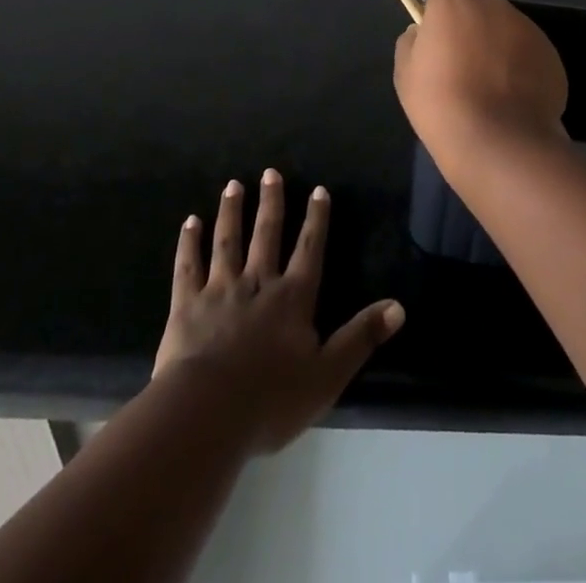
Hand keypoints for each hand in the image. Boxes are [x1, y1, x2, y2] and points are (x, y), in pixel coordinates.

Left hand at [154, 172, 403, 452]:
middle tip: (270, 172)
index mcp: (292, 298)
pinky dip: (189, 243)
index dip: (316, 220)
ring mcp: (220, 290)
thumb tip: (398, 307)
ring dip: (231, 212)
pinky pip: (189, 266)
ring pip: (228, 241)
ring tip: (232, 185)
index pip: (309, 249)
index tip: (318, 189)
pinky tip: (189, 222)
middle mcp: (258, 283)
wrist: (207, 413)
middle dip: (271, 203)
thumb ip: (361, 338)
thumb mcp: (328, 374)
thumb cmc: (272, 399)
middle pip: (266, 235)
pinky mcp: (187, 305)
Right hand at [392, 0, 568, 176]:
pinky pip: (530, 51)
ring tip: (493, 84)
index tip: (440, 32)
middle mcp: (494, 5)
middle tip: (465, 57)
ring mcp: (527, 28)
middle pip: (482, 1)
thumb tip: (422, 33)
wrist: (498, 142)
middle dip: (474, 20)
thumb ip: (412, 41)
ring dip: (500, 42)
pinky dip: (523, 66)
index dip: (444, 6)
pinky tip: (514, 98)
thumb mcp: (405, 73)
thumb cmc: (441, 104)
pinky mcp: (551, 55)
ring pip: (508, 26)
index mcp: (455, 2)